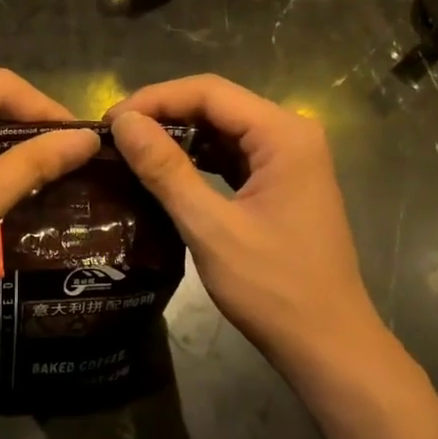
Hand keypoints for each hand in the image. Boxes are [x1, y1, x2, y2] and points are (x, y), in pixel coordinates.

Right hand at [108, 76, 386, 375]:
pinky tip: (163, 171)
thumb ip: (165, 170)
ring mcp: (289, 159)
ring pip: (222, 129)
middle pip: (216, 104)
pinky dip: (196, 158)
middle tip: (113, 137)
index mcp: (284, 134)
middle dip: (163, 115)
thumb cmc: (274, 289)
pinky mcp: (281, 183)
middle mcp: (291, 134)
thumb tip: (124, 123)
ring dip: (177, 136)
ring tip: (129, 150)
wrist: (328, 346)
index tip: (109, 122)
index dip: (154, 99)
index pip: (209, 92)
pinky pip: (231, 155)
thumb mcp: (211, 228)